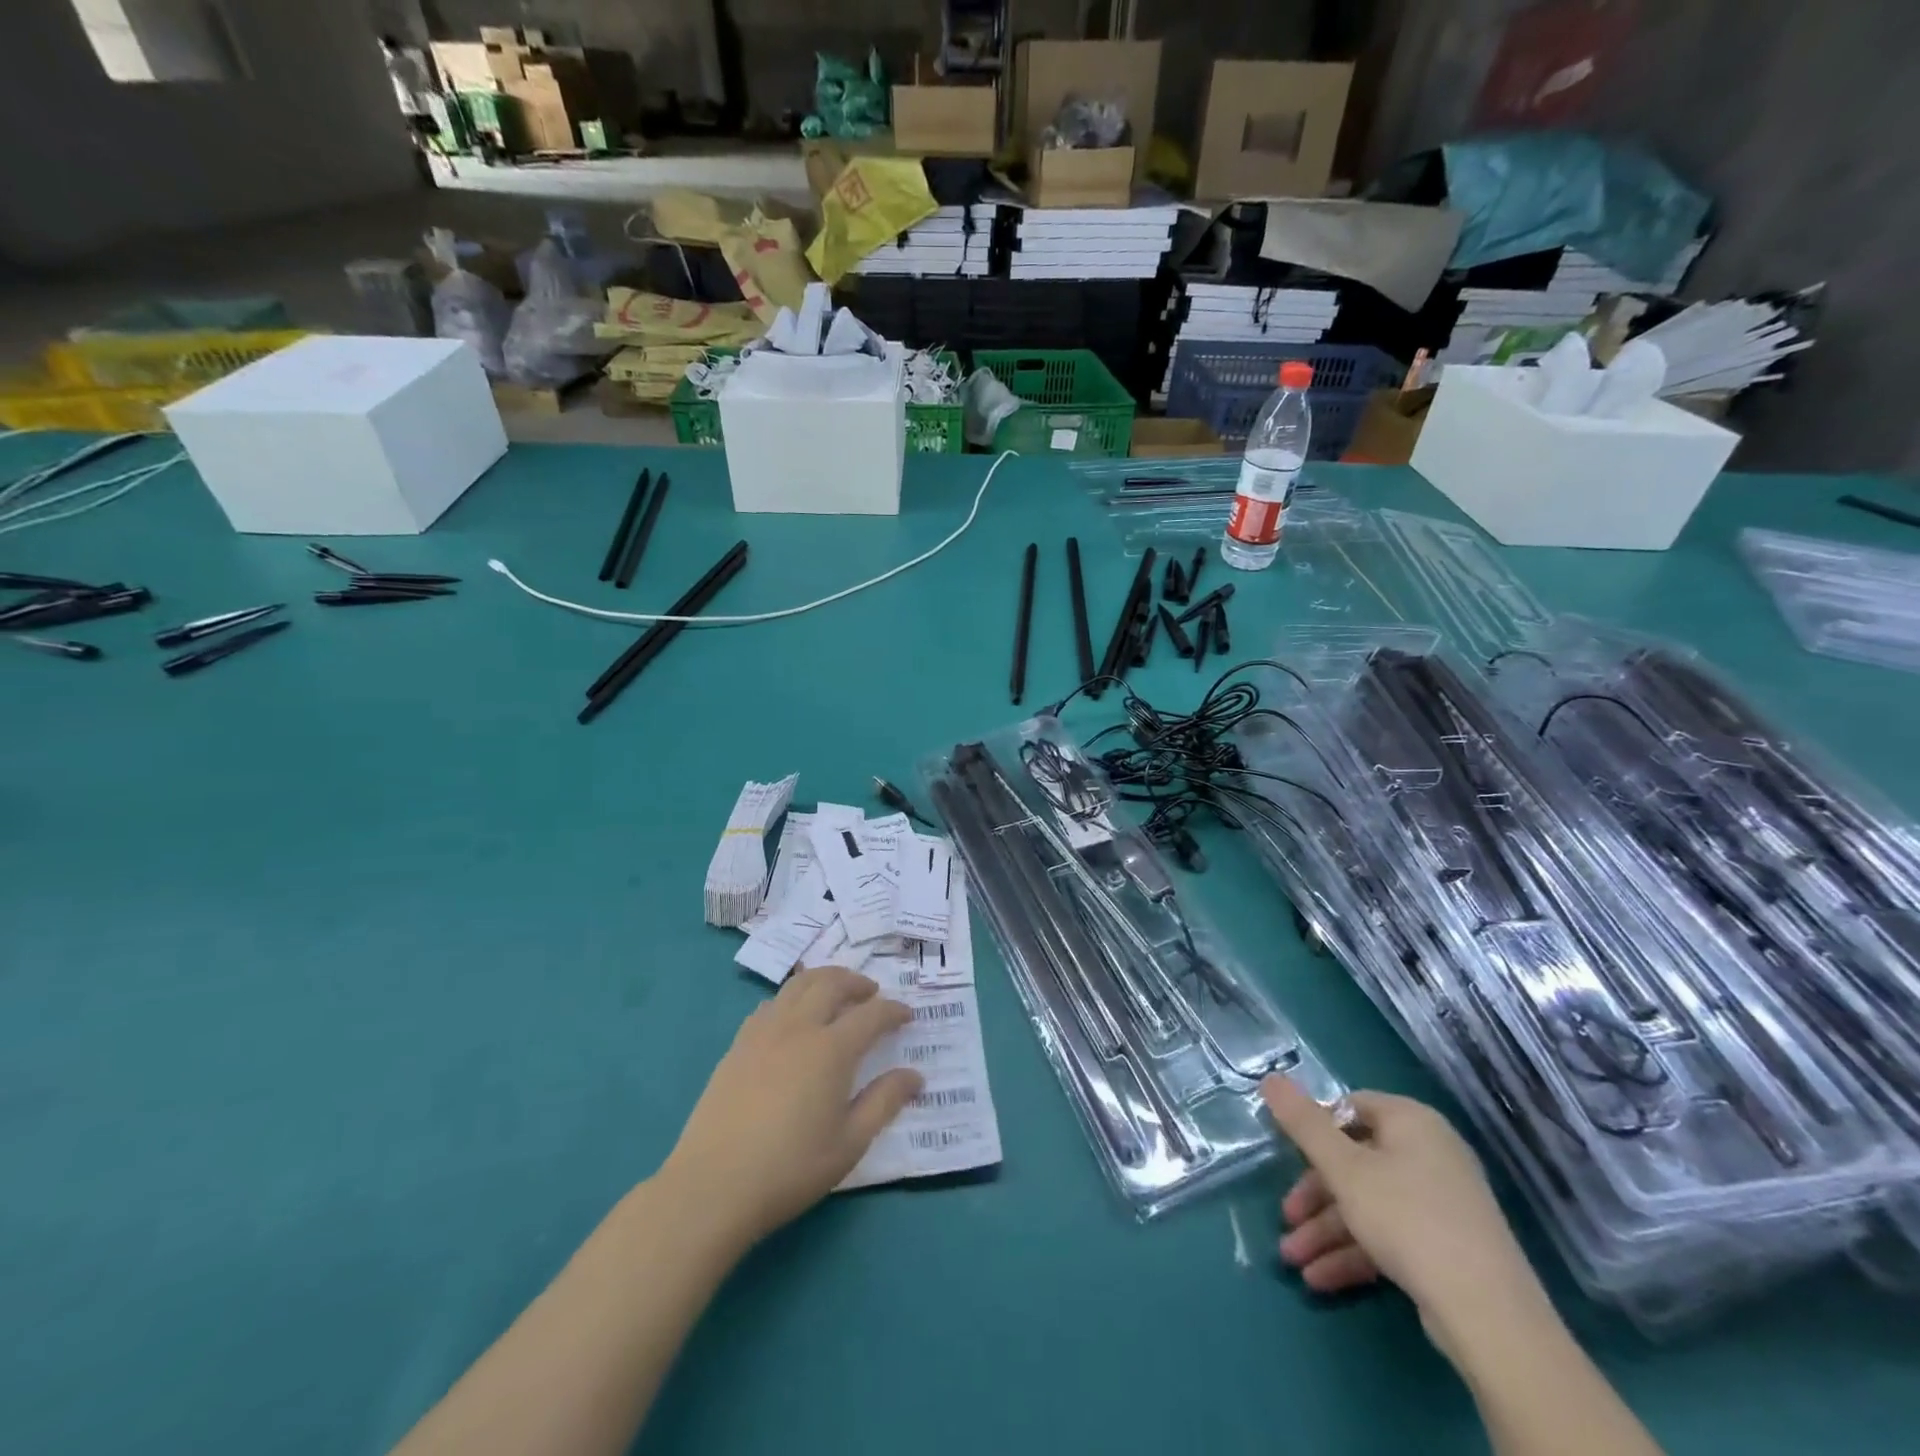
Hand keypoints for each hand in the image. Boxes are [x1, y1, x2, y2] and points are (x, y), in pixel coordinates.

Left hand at [659, 966, 922, 1253]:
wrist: (713, 1186)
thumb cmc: (790, 1168)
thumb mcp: (849, 1143)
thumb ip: (884, 1102)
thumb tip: (915, 1075)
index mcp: (831, 1049)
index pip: (871, 1014)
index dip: (894, 1011)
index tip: (907, 1015)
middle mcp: (799, 1027)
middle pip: (831, 983)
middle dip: (857, 982)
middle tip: (872, 993)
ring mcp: (763, 1032)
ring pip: (798, 985)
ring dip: (824, 980)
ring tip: (836, 993)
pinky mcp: (738, 1045)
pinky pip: (771, 1004)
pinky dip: (792, 998)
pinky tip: (794, 1018)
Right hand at [1260, 1076, 1549, 1352]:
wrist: (1489, 1315)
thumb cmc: (1407, 1219)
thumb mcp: (1343, 1168)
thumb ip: (1303, 1123)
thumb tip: (1270, 1077)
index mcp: (1411, 1122)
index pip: (1350, 1107)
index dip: (1315, 1129)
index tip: (1288, 1156)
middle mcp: (1430, 1153)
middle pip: (1355, 1162)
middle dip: (1314, 1196)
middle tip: (1287, 1220)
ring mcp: (1441, 1202)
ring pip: (1368, 1204)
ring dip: (1327, 1231)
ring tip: (1295, 1262)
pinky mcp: (1446, 1246)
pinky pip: (1390, 1235)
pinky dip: (1355, 1253)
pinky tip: (1322, 1279)